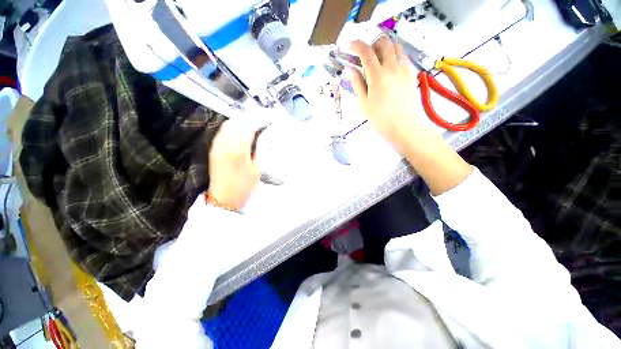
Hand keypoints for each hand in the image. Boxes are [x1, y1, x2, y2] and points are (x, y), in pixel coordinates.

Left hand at [208, 120, 260, 210]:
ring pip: (228, 124)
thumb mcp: (258, 169)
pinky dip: (233, 126)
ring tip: (252, 123)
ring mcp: (217, 144)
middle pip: (237, 121)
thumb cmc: (244, 186)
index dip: (260, 120)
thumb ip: (260, 150)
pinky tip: (240, 131)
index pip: (249, 126)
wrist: (223, 198)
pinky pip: (223, 130)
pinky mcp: (214, 148)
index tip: (269, 119)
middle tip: (262, 120)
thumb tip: (264, 136)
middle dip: (250, 118)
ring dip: (241, 120)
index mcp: (239, 149)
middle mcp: (225, 143)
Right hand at [349, 36, 426, 153]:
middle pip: (383, 42)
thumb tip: (351, 70)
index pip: (366, 51)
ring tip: (378, 61)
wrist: (402, 126)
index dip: (356, 45)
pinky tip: (389, 69)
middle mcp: (392, 67)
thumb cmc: (379, 118)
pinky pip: (403, 57)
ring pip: (396, 47)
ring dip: (385, 48)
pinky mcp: (411, 74)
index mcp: (377, 75)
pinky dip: (395, 57)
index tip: (350, 45)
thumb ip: (357, 84)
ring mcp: (404, 69)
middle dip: (372, 44)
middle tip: (366, 55)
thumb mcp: (363, 103)